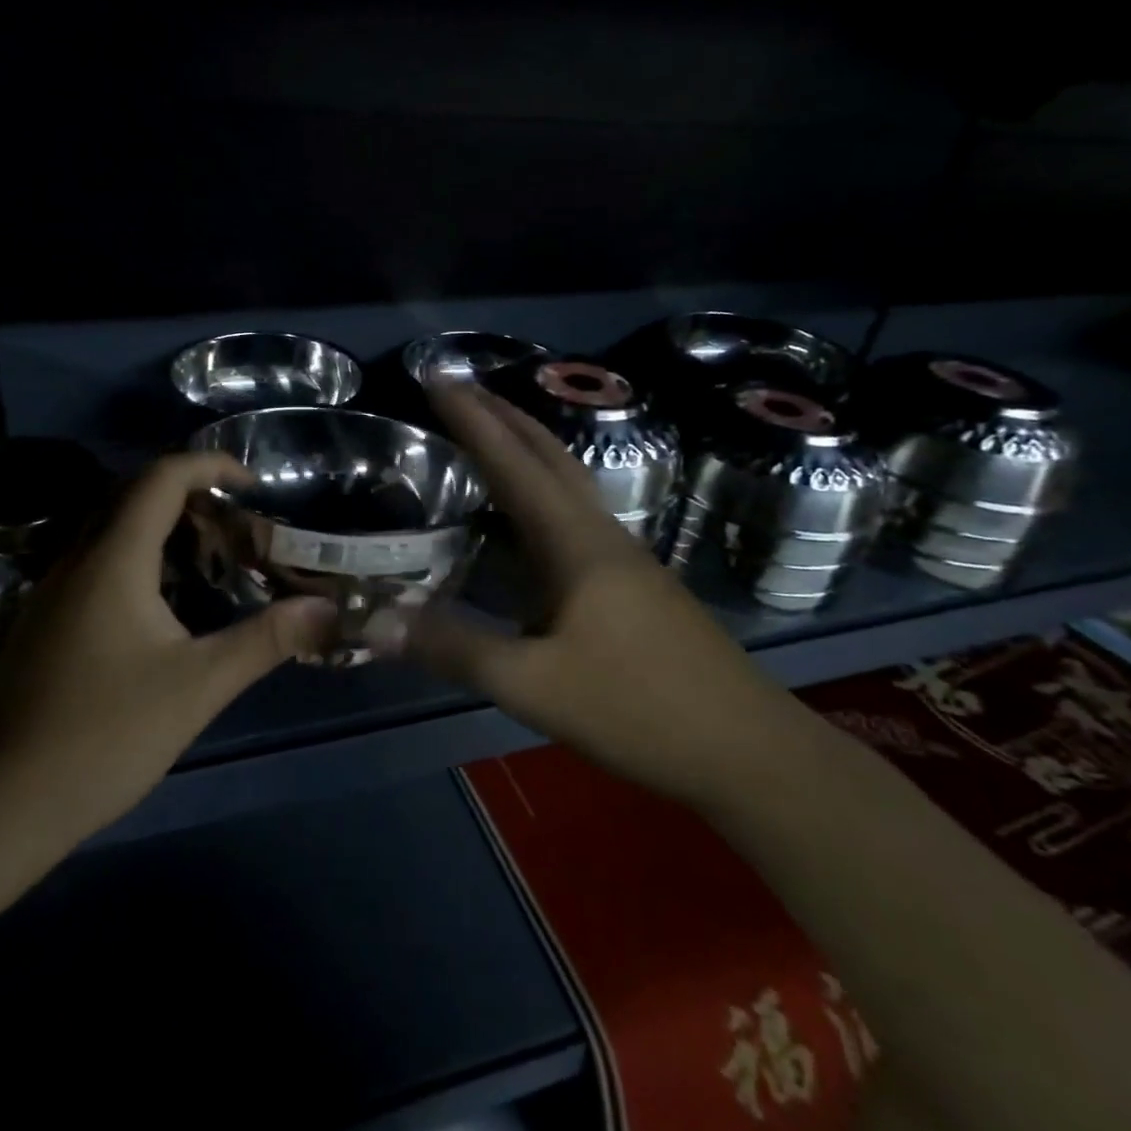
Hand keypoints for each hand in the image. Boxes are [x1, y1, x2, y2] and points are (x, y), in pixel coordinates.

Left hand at [0, 453, 335, 846]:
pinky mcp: (45, 619)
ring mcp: (53, 589)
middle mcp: (78, 558)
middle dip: (191, 493)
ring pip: (111, 527)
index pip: (162, 477)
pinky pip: (96, 559)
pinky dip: (138, 555)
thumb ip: (264, 640)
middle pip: (134, 493)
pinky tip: (163, 601)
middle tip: (238, 524)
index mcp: (114, 558)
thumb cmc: (105, 735)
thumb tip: (326, 608)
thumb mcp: (198, 686)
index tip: (254, 484)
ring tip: (210, 555)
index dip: (211, 465)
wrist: (0, 803)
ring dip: (162, 524)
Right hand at [383, 383, 800, 804]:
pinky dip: (542, 489)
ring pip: (568, 481)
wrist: (752, 753)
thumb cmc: (641, 709)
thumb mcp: (534, 685)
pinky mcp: (635, 584)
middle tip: (458, 389)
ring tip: (488, 435)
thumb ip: (455, 649)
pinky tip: (529, 517)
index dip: (472, 418)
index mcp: (576, 542)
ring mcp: (625, 558)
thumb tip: (378, 619)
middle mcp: (601, 534)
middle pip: (550, 454)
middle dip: (503, 414)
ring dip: (526, 447)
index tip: (437, 378)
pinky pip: (576, 514)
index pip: (514, 462)